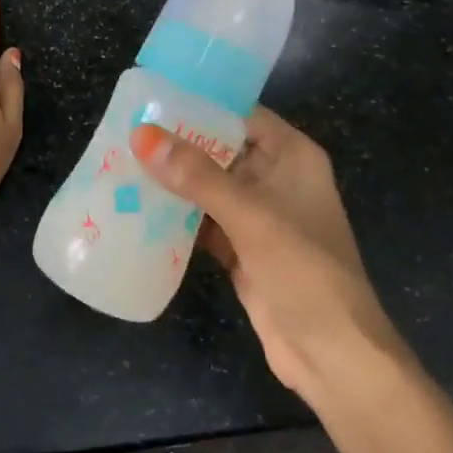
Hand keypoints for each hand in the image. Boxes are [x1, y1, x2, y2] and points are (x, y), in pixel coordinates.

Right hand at [131, 109, 405, 397]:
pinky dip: (174, 217)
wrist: (333, 355)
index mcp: (291, 157)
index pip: (240, 114)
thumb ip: (198, 176)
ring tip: (119, 164)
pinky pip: (201, 222)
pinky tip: (136, 209)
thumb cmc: (305, 272)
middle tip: (122, 131)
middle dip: (175, 144)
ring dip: (170, 181)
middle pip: (218, 149)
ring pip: (206, 187)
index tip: (150, 96)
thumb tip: (143, 135)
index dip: (199, 103)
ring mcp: (257, 216)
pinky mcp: (241, 249)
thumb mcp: (252, 216)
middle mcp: (274, 178)